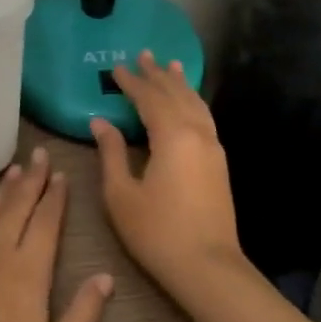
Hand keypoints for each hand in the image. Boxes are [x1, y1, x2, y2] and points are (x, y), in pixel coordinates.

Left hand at [0, 147, 114, 321]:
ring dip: (1, 190)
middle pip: (17, 206)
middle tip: (39, 155)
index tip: (61, 175)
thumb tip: (105, 277)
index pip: (46, 221)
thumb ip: (84, 314)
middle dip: (31, 179)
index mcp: (29, 269)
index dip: (55, 196)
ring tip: (13, 170)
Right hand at [91, 51, 245, 288]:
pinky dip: (193, 102)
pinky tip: (189, 103)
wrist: (208, 267)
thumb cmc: (157, 232)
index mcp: (172, 137)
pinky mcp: (219, 163)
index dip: (131, 82)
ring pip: (195, 104)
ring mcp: (212, 148)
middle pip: (176, 95)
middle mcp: (197, 134)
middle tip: (144, 54)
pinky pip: (204, 118)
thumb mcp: (121, 194)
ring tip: (171, 65)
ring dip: (180, 84)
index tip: (116, 68)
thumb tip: (101, 122)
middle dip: (158, 75)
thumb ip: (111, 153)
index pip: (149, 99)